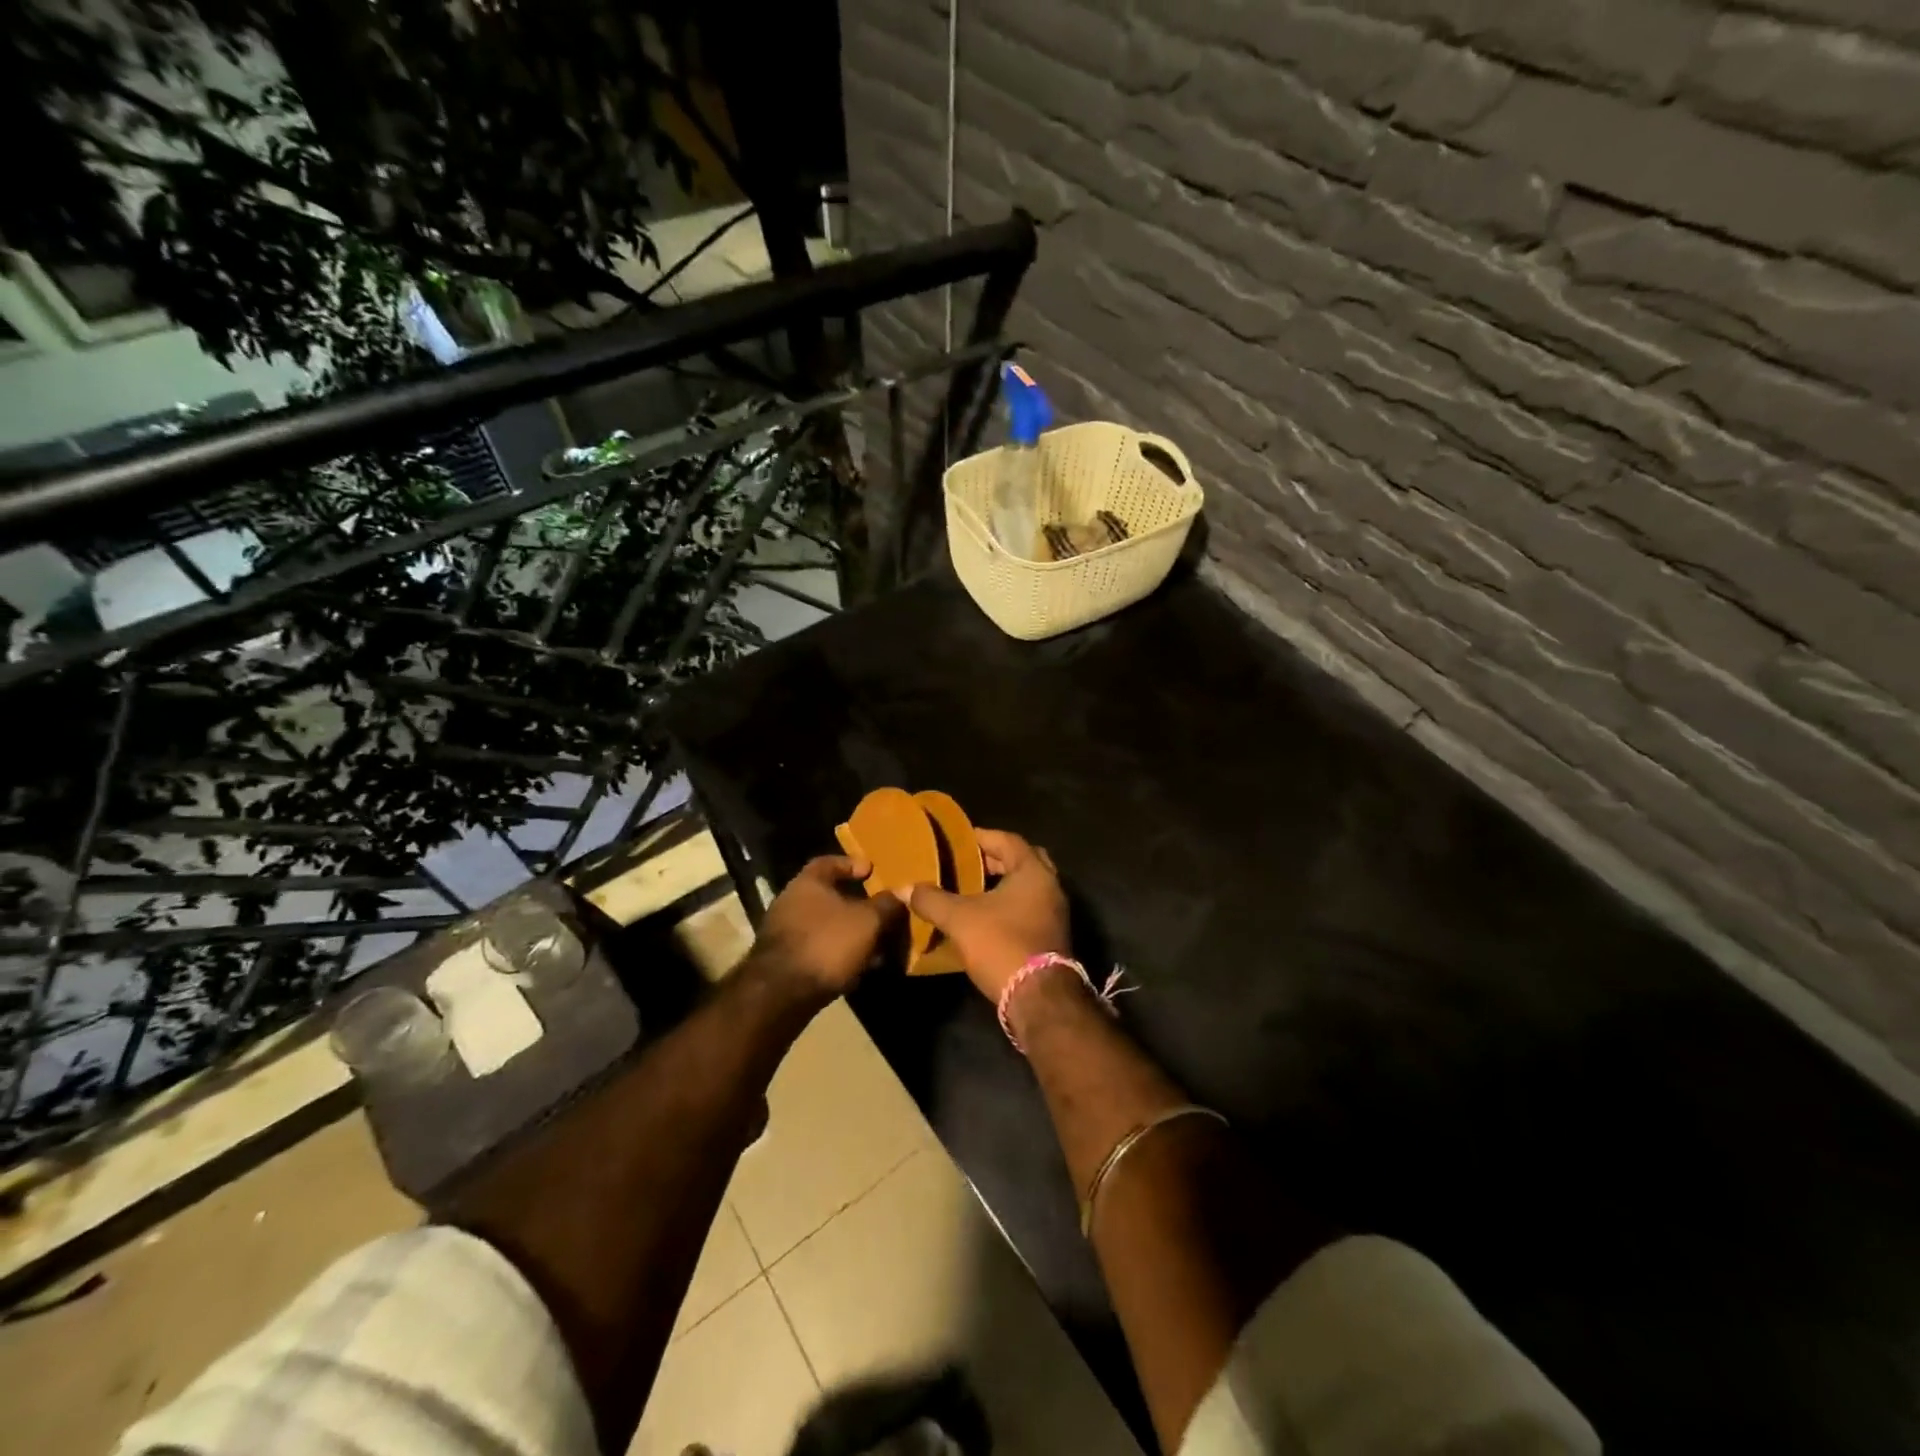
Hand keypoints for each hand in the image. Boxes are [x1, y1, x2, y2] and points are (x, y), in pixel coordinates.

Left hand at [752, 855, 900, 998]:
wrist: (781, 994)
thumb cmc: (827, 943)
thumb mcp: (868, 921)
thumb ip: (887, 905)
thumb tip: (902, 892)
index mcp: (807, 882)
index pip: (829, 862)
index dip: (852, 864)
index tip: (872, 870)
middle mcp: (790, 902)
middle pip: (828, 896)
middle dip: (856, 905)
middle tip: (880, 912)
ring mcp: (783, 933)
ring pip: (825, 926)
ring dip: (849, 933)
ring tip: (875, 945)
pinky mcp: (783, 962)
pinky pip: (817, 949)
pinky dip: (837, 954)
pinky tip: (856, 968)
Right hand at [908, 829, 1070, 1002]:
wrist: (1038, 997)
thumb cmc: (1002, 944)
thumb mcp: (959, 919)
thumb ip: (931, 899)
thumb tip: (903, 888)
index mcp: (1033, 871)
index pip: (1007, 840)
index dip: (981, 837)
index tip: (958, 840)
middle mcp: (1050, 886)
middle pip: (1021, 860)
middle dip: (994, 860)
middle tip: (965, 863)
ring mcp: (1055, 912)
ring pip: (1026, 887)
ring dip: (1002, 885)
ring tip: (970, 889)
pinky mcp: (1051, 935)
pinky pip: (1029, 907)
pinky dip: (1009, 905)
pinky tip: (985, 916)